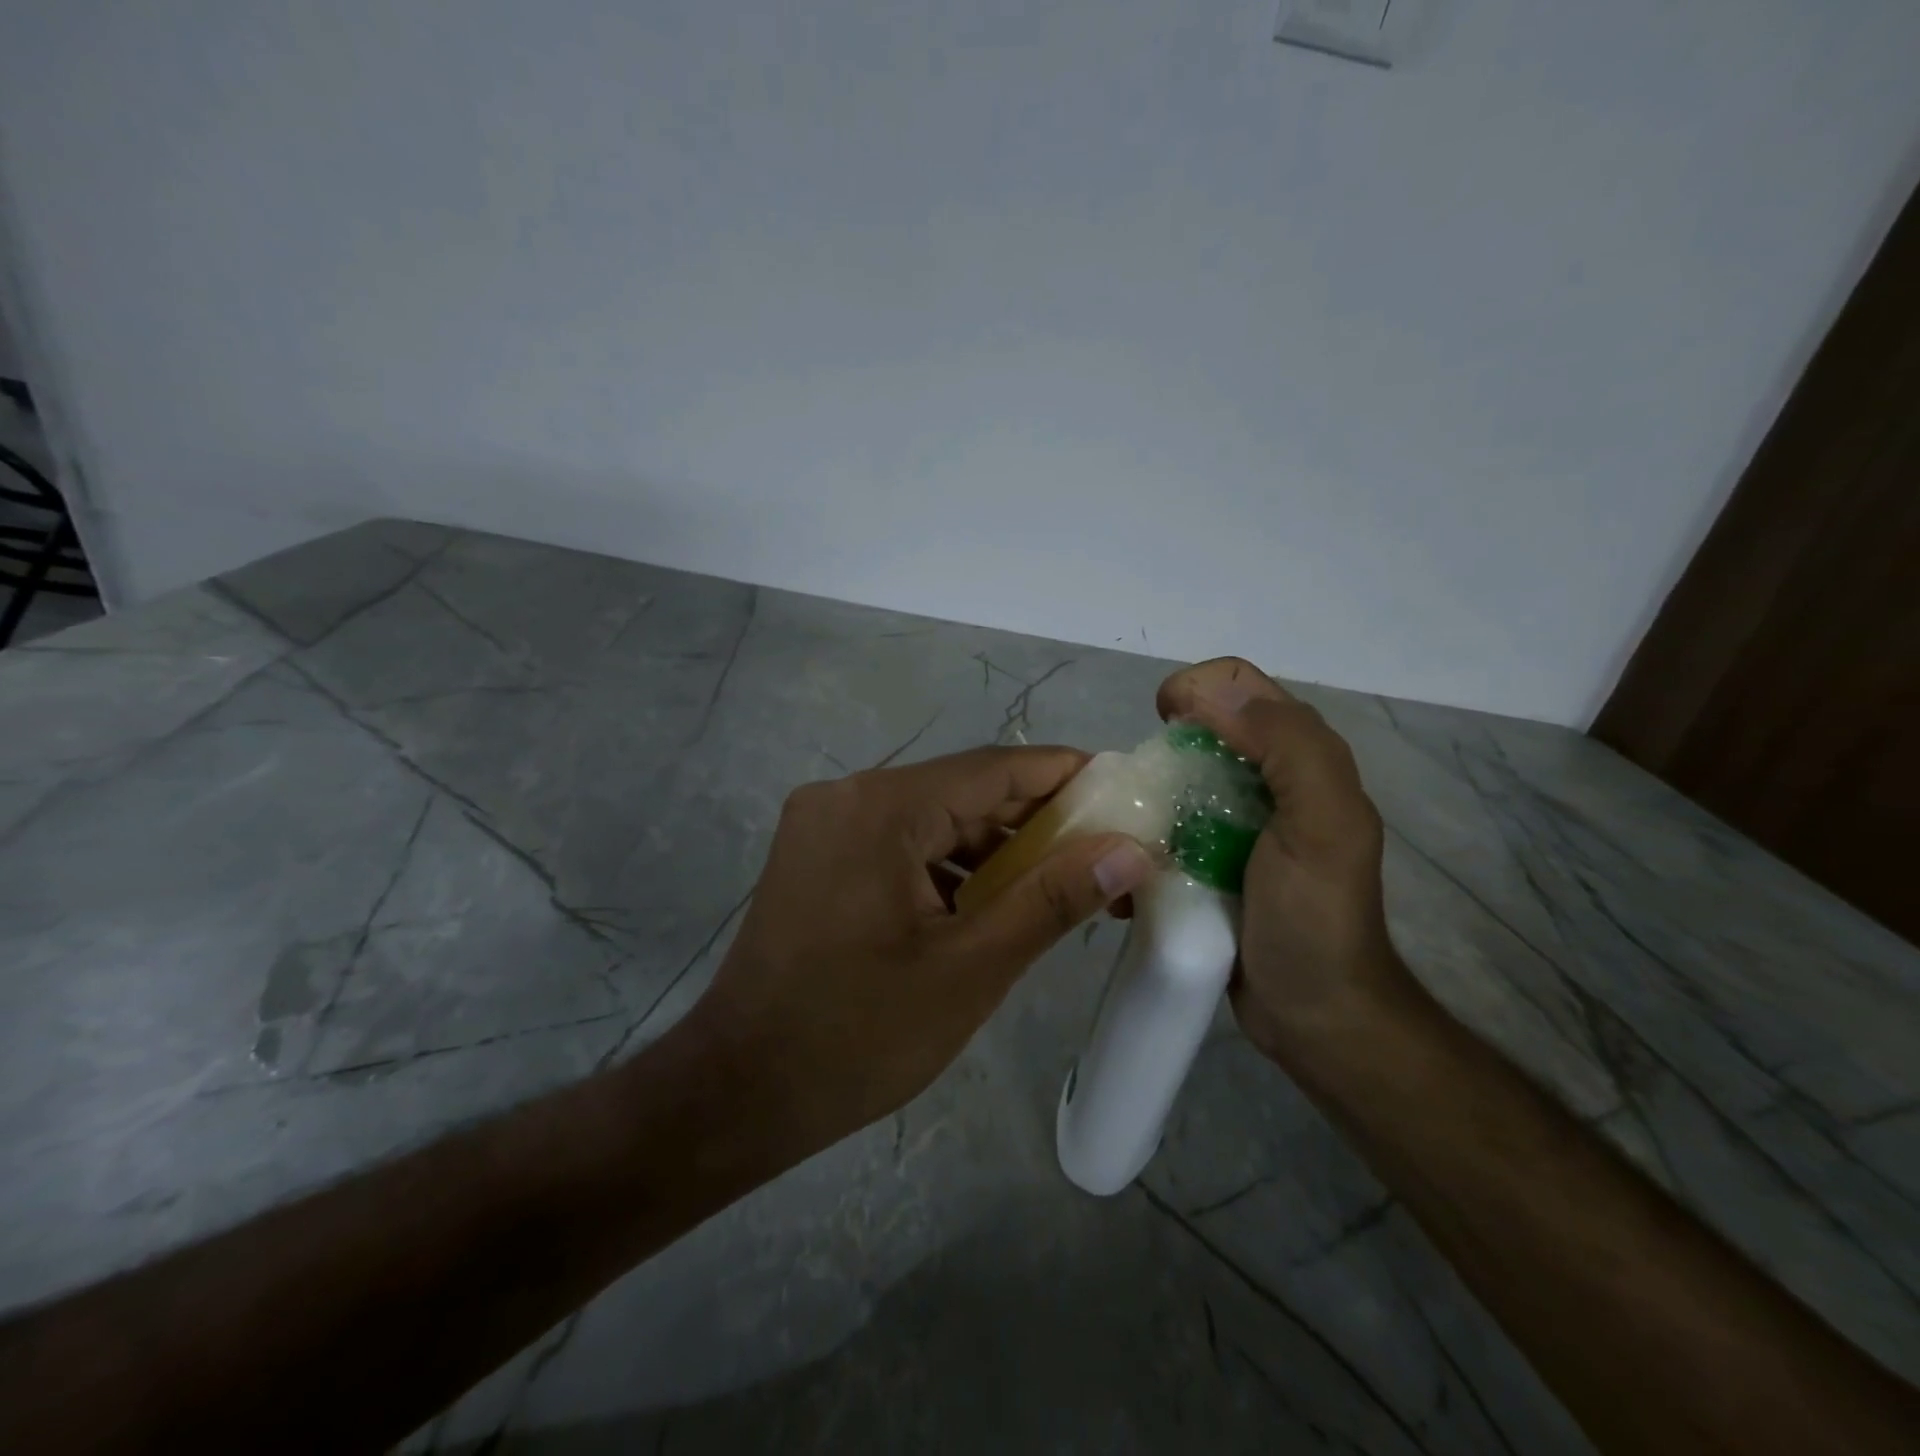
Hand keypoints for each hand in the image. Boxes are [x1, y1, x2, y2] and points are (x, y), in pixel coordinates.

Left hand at [684, 746, 1154, 1161]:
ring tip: (1055, 884)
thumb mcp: (971, 969)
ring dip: (992, 846)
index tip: (1124, 795)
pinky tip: (985, 902)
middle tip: (1102, 853)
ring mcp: (825, 823)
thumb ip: (1053, 899)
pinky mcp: (817, 854)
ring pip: (932, 816)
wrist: (738, 1092)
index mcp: (882, 808)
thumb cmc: (858, 1036)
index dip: (1065, 776)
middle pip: (963, 790)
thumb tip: (1130, 850)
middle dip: (1034, 820)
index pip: (995, 768)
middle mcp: (848, 795)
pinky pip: (899, 841)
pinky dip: (947, 864)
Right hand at [1156, 658, 1413, 1064]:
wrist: (1314, 1016)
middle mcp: (1268, 781)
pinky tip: (1131, 868)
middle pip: (1201, 731)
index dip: (1195, 689)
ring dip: (1143, 797)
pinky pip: (1165, 829)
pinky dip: (1142, 839)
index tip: (1160, 724)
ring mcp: (1235, 824)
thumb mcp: (1321, 824)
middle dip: (1161, 747)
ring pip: (1176, 781)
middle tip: (1137, 790)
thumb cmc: (1315, 919)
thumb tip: (1211, 694)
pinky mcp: (1209, 861)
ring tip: (1123, 832)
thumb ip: (1287, 748)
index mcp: (1300, 758)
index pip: (1239, 687)